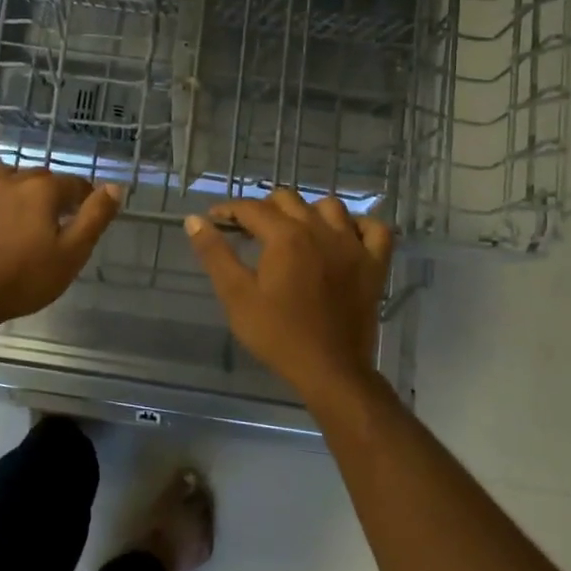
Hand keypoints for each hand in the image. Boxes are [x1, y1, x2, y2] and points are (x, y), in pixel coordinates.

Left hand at [0, 165, 122, 328]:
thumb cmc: (24, 279)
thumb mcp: (72, 254)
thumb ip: (95, 217)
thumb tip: (115, 186)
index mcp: (44, 189)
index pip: (74, 185)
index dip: (82, 201)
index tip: (80, 220)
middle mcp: (13, 177)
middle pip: (41, 179)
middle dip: (50, 196)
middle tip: (48, 227)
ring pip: (7, 175)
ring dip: (16, 189)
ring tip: (16, 216)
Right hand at [184, 189, 393, 398]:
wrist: (330, 370)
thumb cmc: (278, 335)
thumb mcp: (237, 296)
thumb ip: (215, 254)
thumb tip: (195, 220)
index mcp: (285, 236)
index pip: (252, 208)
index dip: (229, 210)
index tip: (215, 220)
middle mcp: (321, 230)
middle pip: (288, 200)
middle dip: (264, 208)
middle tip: (250, 231)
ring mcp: (353, 245)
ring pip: (330, 206)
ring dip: (308, 211)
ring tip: (294, 231)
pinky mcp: (375, 264)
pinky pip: (374, 229)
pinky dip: (359, 225)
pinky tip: (344, 236)